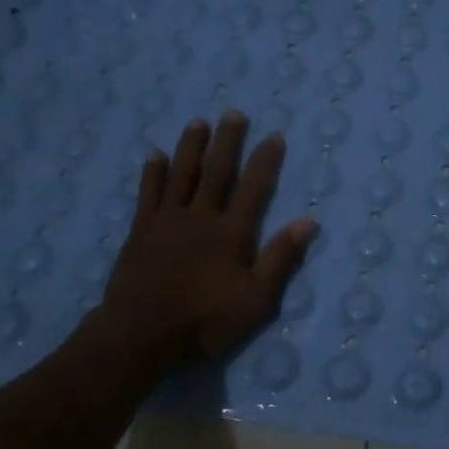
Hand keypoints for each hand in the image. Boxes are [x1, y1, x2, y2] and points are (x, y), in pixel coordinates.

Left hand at [73, 111, 316, 376]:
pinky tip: (155, 154)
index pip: (253, 188)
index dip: (264, 161)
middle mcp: (200, 217)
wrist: (140, 335)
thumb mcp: (255, 299)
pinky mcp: (140, 230)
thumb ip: (280, 258)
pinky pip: (149, 192)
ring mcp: (167, 221)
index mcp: (231, 233)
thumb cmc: (204, 321)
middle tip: (233, 113)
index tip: (273, 135)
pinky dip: (153, 172)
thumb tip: (308, 221)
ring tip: (198, 121)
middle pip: (217, 171)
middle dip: (227, 141)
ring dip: (191, 146)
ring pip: (182, 173)